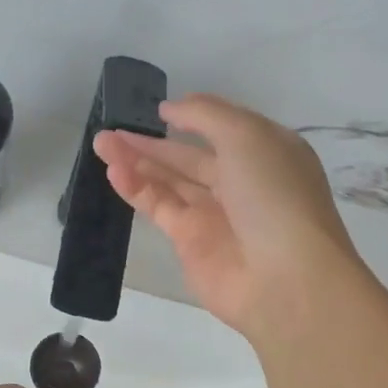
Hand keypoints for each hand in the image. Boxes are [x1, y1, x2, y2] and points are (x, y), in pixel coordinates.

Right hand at [96, 93, 368, 341]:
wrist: (286, 278)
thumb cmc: (274, 195)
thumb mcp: (247, 135)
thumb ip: (205, 115)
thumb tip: (170, 109)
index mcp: (265, 152)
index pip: (222, 129)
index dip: (191, 118)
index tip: (158, 111)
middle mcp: (240, 182)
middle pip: (188, 157)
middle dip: (151, 143)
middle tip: (111, 129)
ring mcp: (214, 214)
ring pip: (168, 181)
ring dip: (136, 161)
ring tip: (101, 143)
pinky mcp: (189, 242)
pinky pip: (158, 207)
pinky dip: (136, 188)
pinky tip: (113, 171)